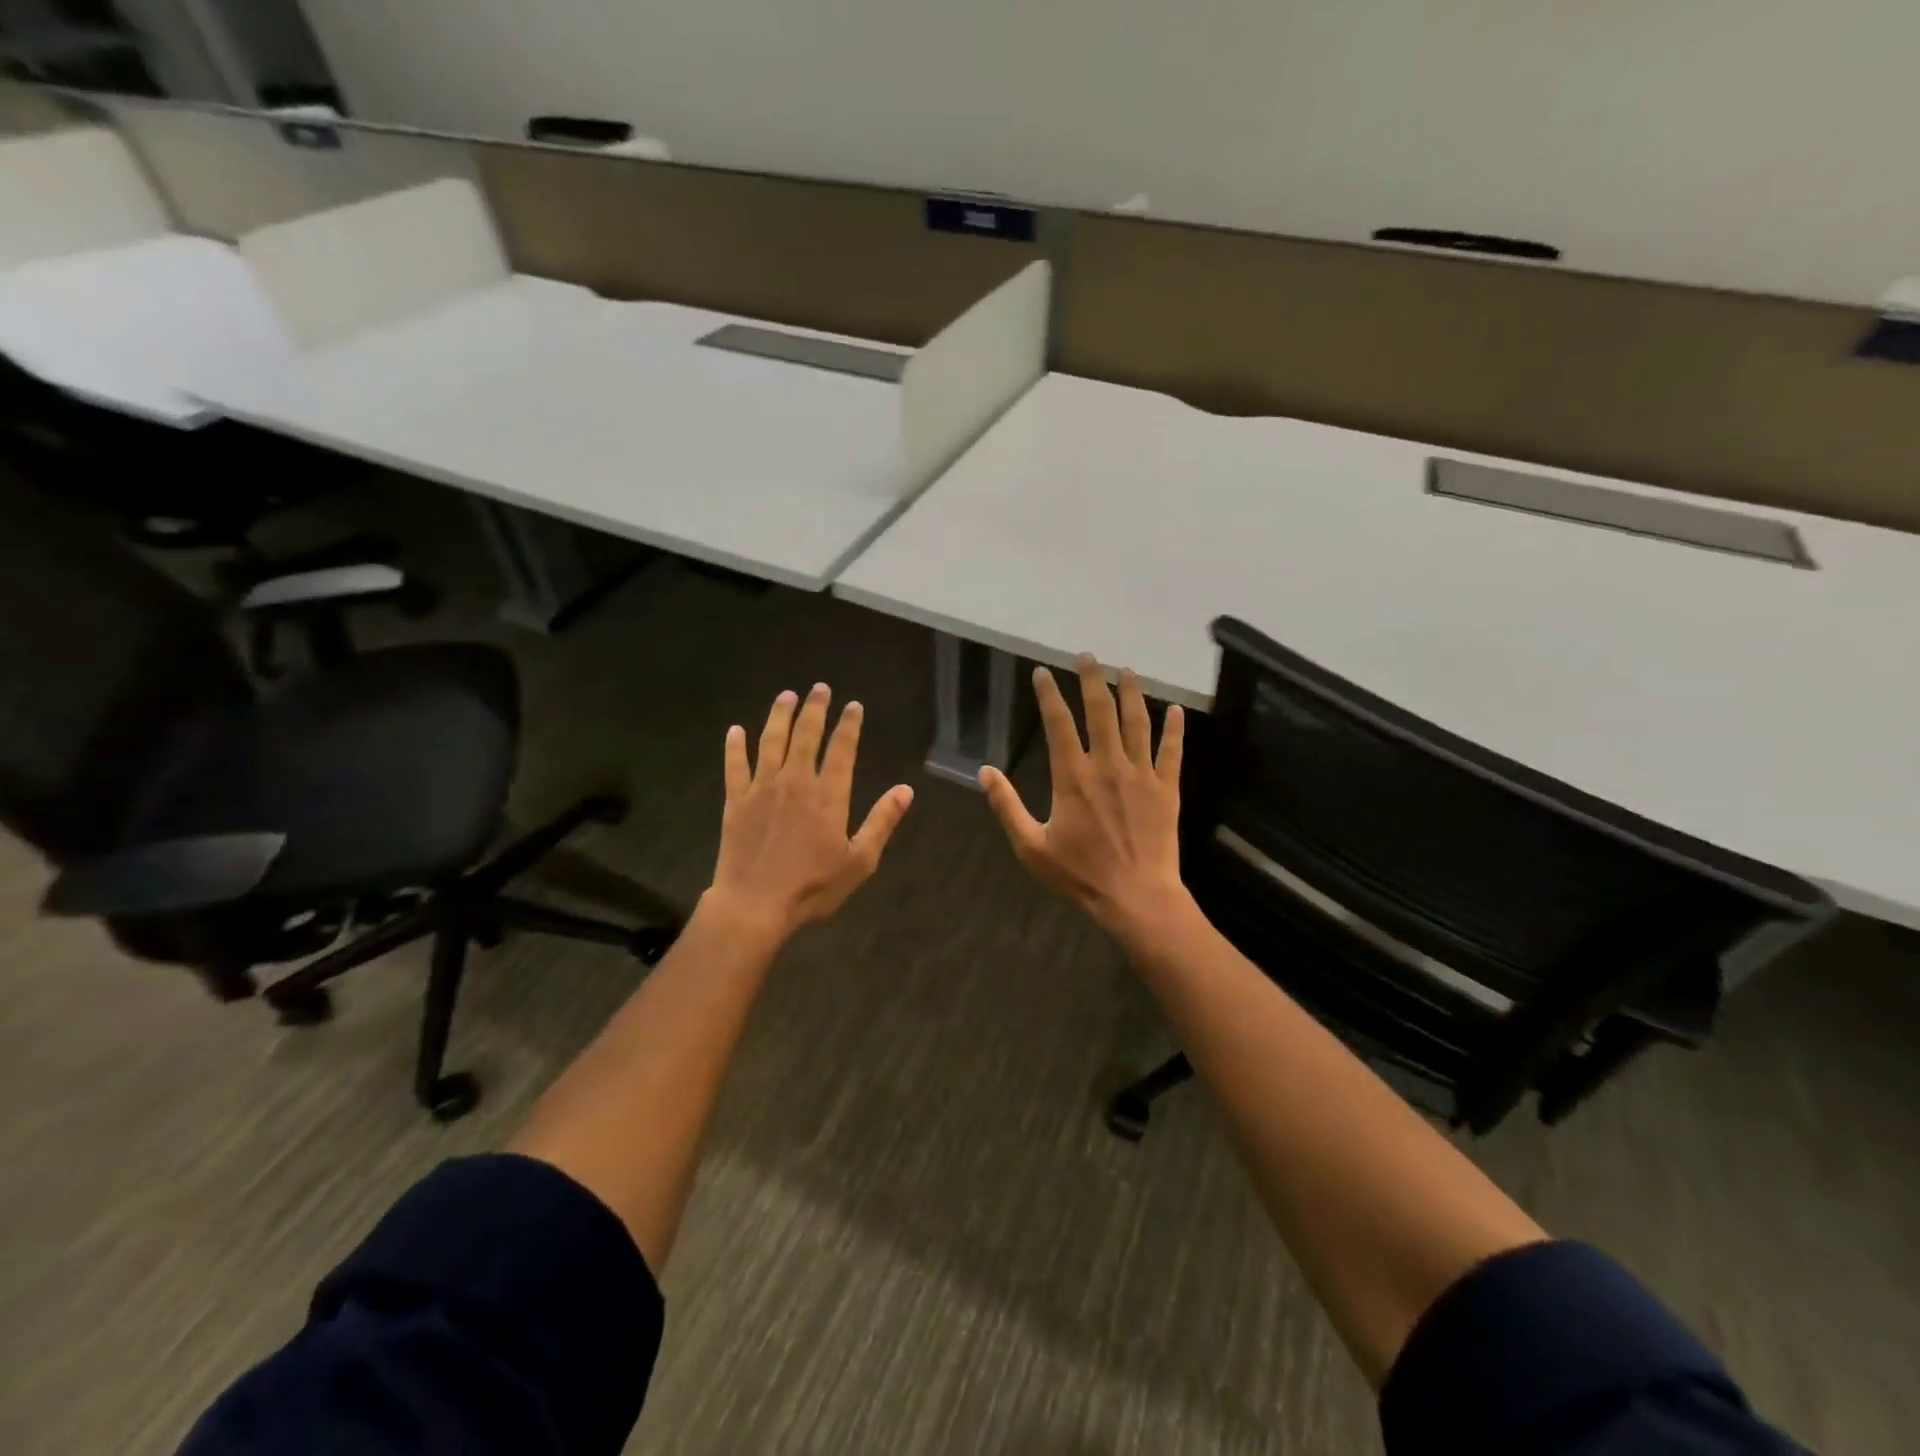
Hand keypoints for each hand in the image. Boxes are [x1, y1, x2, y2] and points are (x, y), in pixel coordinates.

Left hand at [707, 684, 914, 937]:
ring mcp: (762, 789)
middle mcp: (796, 782)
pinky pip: (735, 766)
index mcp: (828, 796)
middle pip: (806, 735)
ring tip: (786, 696)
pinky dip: (735, 746)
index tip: (853, 705)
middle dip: (815, 709)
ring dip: (779, 716)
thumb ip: (881, 822)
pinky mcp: (735, 801)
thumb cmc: (813, 887)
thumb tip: (905, 790)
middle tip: (820, 688)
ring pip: (771, 742)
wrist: (755, 904)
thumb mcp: (860, 861)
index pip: (842, 750)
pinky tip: (735, 730)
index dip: (849, 725)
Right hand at [979, 655, 1191, 944]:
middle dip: (1092, 679)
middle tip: (1087, 656)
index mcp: (1072, 777)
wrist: (1136, 897)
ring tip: (1127, 670)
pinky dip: (1174, 729)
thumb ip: (1007, 806)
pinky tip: (1176, 711)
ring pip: (1137, 723)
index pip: (1058, 724)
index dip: (1049, 695)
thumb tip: (983, 772)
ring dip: (1132, 693)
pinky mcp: (1167, 789)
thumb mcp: (1031, 846)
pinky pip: (1172, 751)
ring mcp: (1141, 775)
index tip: (1042, 673)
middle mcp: (1108, 765)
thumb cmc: (1080, 874)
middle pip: (1100, 711)